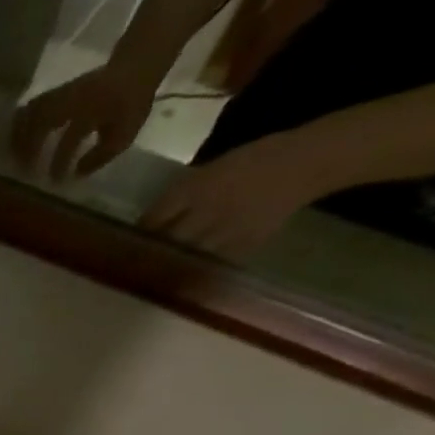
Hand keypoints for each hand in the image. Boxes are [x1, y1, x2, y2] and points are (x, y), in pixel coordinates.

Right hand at [10, 63, 158, 180]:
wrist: (136, 65)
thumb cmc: (131, 102)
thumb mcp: (124, 134)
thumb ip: (100, 156)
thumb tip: (75, 174)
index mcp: (90, 109)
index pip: (70, 138)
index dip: (59, 161)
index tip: (52, 180)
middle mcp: (71, 99)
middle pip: (39, 121)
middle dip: (27, 147)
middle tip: (22, 170)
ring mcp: (62, 93)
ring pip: (30, 112)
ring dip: (19, 135)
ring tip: (14, 156)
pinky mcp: (56, 93)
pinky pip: (32, 108)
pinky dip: (22, 124)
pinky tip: (19, 139)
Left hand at [140, 131, 332, 258]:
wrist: (304, 163)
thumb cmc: (255, 158)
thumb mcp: (212, 168)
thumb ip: (183, 193)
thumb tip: (156, 217)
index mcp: (195, 188)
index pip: (155, 217)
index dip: (141, 232)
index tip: (129, 241)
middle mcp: (204, 211)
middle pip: (166, 240)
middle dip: (150, 252)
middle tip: (137, 262)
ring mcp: (223, 230)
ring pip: (186, 254)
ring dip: (170, 264)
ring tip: (156, 274)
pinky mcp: (242, 244)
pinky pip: (211, 262)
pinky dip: (197, 269)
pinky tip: (187, 275)